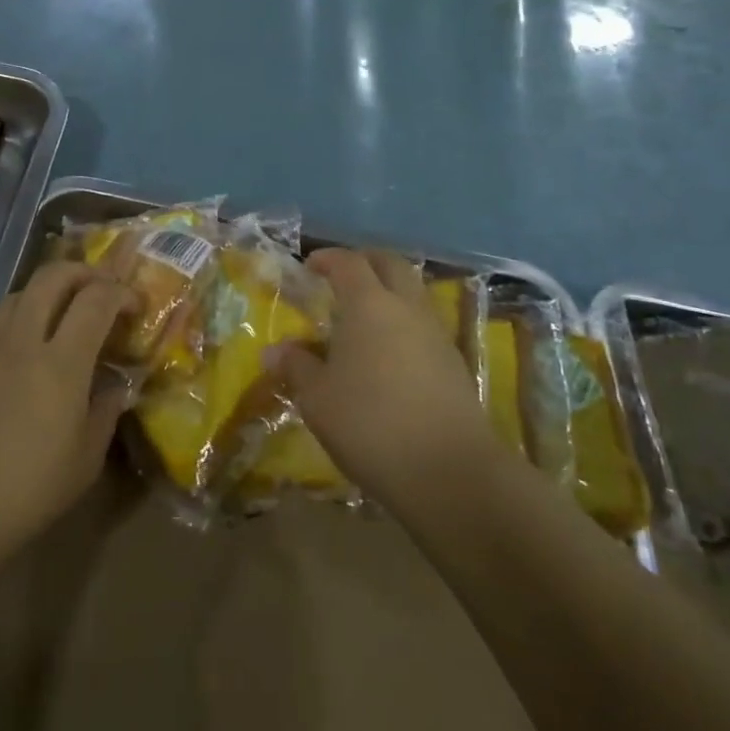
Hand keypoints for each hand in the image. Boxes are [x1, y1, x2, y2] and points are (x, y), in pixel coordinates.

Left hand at [0, 262, 133, 557]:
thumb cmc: (31, 489)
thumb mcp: (86, 458)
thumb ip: (105, 412)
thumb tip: (115, 388)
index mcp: (62, 363)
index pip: (96, 300)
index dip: (121, 292)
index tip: (136, 306)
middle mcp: (25, 343)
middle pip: (52, 277)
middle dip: (84, 272)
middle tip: (104, 289)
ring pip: (21, 293)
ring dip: (50, 288)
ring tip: (69, 310)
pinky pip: (2, 323)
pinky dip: (27, 317)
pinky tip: (35, 351)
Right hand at [281, 249, 503, 514]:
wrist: (449, 471)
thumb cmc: (370, 424)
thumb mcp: (317, 399)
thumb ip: (296, 367)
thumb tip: (275, 350)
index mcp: (369, 305)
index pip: (348, 263)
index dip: (327, 259)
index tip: (310, 266)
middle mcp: (407, 307)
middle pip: (390, 264)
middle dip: (365, 262)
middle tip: (341, 277)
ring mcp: (437, 334)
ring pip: (413, 292)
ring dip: (389, 292)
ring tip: (363, 317)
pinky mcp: (454, 363)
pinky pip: (425, 324)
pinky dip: (404, 323)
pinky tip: (388, 353)